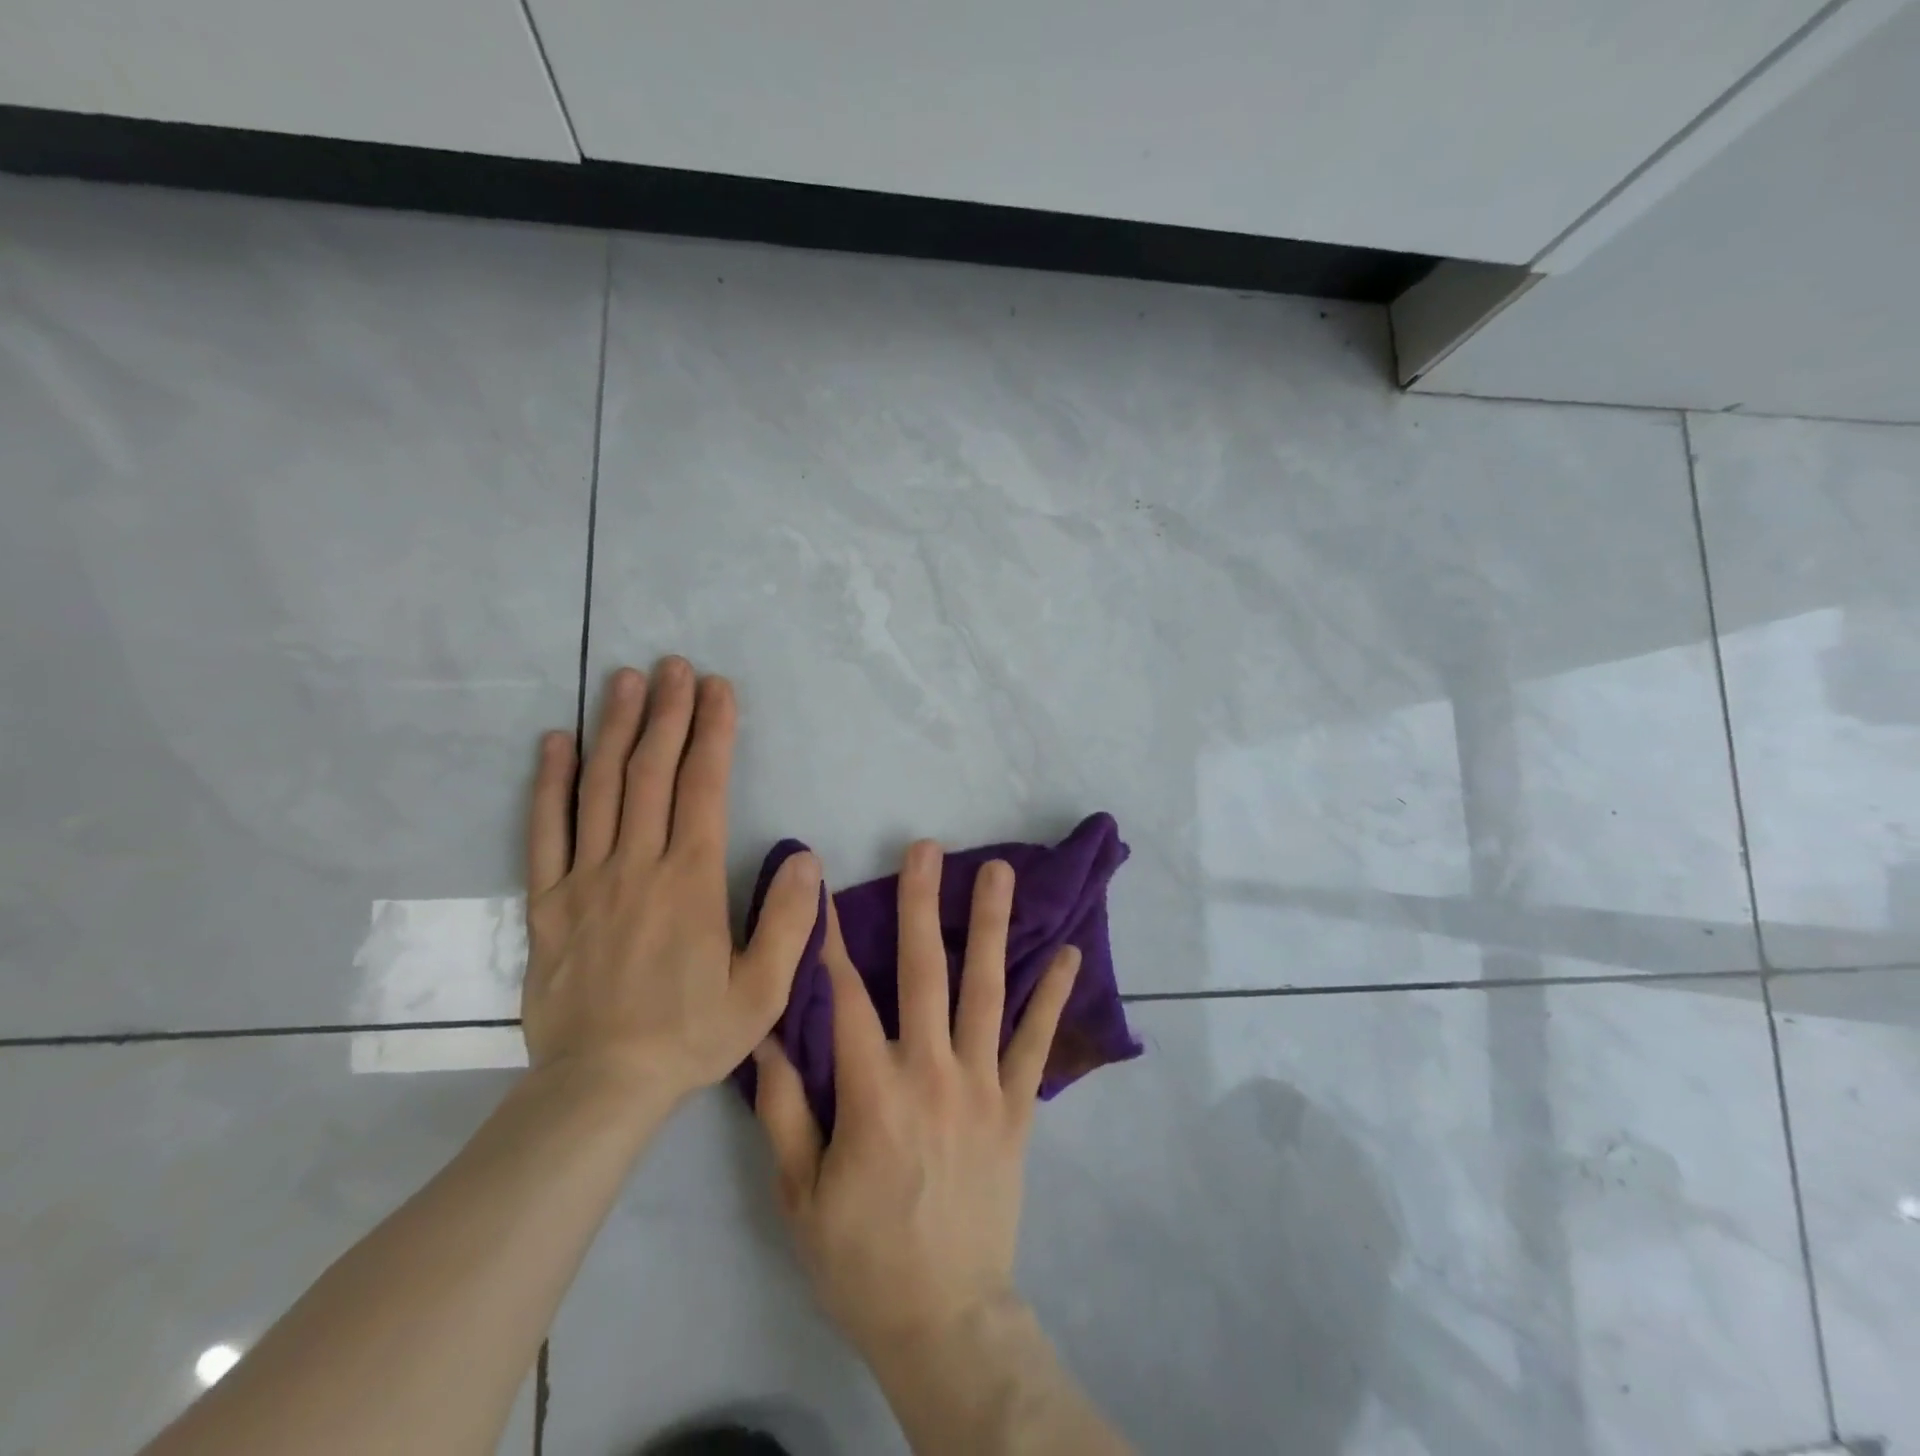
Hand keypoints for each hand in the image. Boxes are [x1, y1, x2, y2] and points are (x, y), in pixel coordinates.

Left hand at [521, 658, 821, 1101]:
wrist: (601, 1087)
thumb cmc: (692, 1035)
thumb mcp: (764, 991)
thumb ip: (789, 921)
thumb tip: (804, 856)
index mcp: (690, 880)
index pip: (703, 786)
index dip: (713, 731)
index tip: (718, 688)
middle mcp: (636, 865)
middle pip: (651, 772)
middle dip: (667, 712)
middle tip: (675, 666)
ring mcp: (585, 880)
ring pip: (600, 788)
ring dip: (614, 728)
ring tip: (625, 680)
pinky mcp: (546, 903)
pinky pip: (544, 832)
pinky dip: (550, 783)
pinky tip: (556, 743)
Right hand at [753, 840, 1080, 1360]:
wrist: (944, 1318)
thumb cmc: (861, 1257)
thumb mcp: (799, 1194)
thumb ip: (782, 1109)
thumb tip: (770, 1035)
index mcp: (872, 1092)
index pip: (844, 996)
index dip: (829, 939)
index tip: (823, 886)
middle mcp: (932, 1072)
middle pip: (924, 972)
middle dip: (921, 904)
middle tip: (926, 849)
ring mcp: (982, 1085)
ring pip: (987, 990)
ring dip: (991, 927)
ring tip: (999, 873)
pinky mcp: (1017, 1107)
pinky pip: (1036, 1042)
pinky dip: (1053, 996)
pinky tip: (1069, 951)